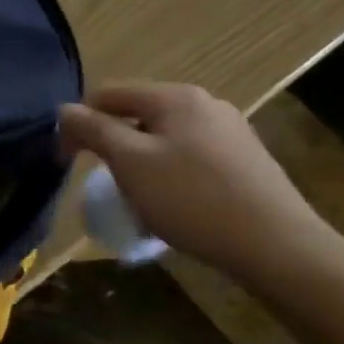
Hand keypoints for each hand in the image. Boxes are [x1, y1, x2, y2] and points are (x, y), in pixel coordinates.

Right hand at [60, 82, 342, 282]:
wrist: (280, 248)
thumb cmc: (193, 199)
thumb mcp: (130, 162)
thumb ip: (92, 129)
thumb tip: (64, 110)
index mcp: (176, 97)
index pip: (107, 94)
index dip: (78, 122)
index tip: (66, 160)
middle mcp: (205, 104)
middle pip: (136, 114)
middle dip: (112, 145)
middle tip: (103, 181)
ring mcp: (230, 133)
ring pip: (162, 138)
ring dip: (139, 163)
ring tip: (137, 199)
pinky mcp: (246, 162)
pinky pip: (189, 158)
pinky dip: (168, 175)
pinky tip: (173, 206)